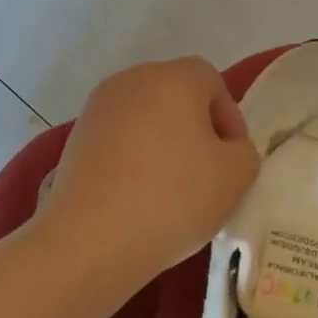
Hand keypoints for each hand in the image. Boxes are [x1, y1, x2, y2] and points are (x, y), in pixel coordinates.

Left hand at [35, 58, 260, 287]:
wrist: (91, 239)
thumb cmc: (173, 197)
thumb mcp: (236, 175)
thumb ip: (243, 151)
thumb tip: (225, 149)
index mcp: (173, 77)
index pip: (211, 81)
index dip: (230, 118)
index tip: (233, 159)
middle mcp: (131, 81)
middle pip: (175, 96)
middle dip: (196, 129)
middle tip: (207, 173)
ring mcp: (96, 110)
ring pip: (144, 119)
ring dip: (163, 146)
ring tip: (171, 191)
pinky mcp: (74, 141)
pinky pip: (117, 142)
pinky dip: (133, 161)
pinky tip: (138, 199)